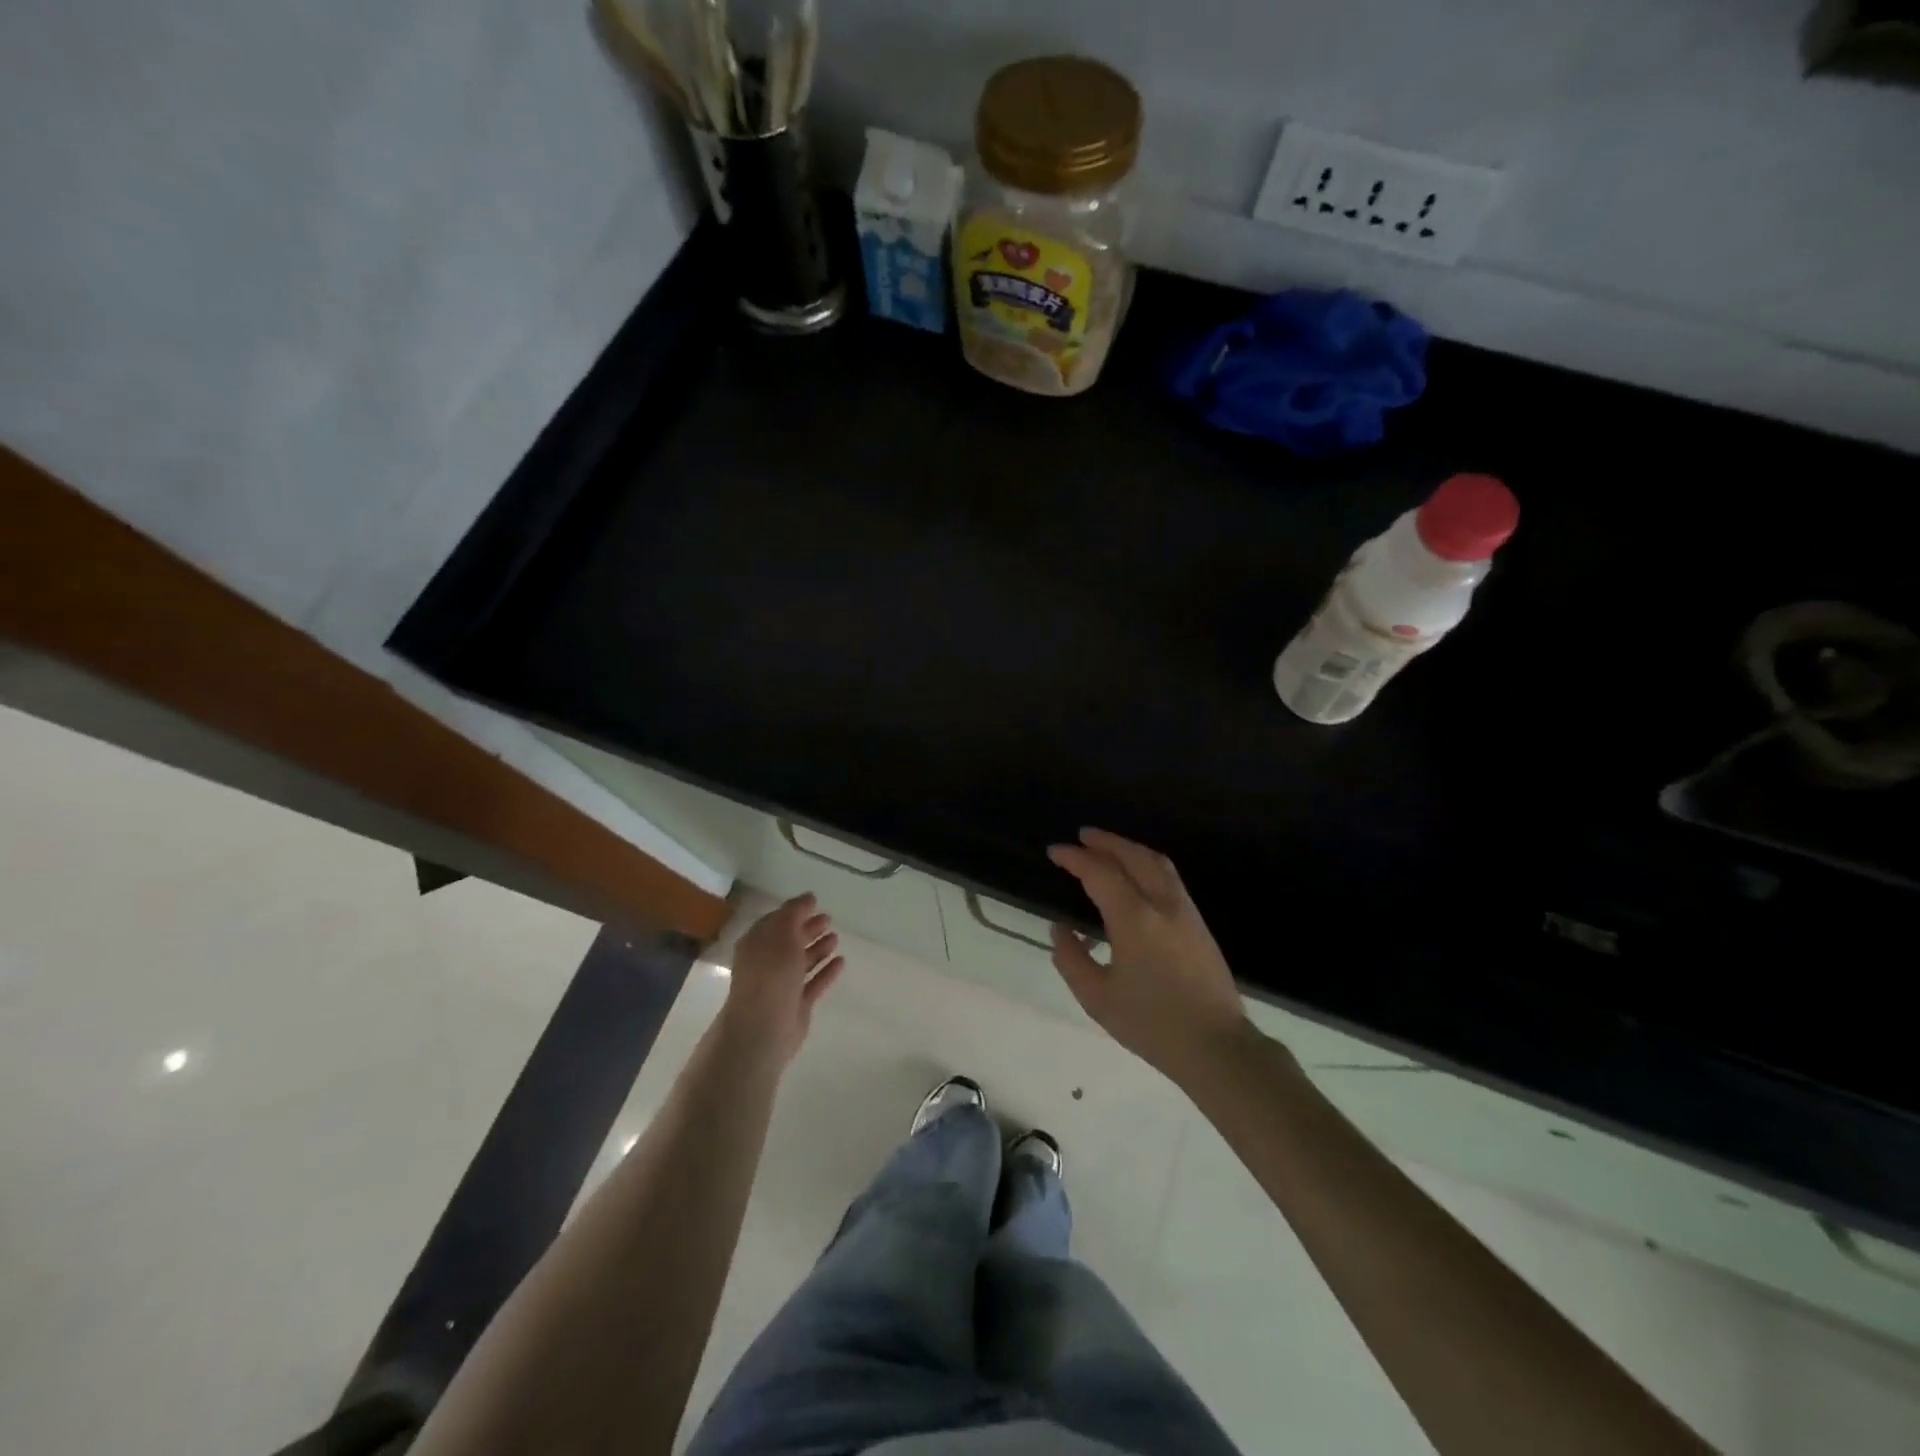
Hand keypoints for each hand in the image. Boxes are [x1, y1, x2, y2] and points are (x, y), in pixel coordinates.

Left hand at [721, 894, 844, 1067]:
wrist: (764, 1028)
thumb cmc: (770, 974)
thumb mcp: (782, 934)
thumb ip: (795, 913)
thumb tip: (808, 897)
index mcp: (756, 944)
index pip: (775, 921)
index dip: (794, 911)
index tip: (815, 901)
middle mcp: (767, 963)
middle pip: (790, 941)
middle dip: (808, 928)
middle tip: (828, 918)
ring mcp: (782, 985)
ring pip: (802, 962)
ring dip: (819, 948)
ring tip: (836, 937)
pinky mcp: (796, 1004)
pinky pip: (814, 982)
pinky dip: (826, 971)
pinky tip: (841, 961)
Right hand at [1048, 829, 1250, 1085]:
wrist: (1216, 1046)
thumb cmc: (1152, 1024)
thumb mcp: (1098, 998)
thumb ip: (1072, 959)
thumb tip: (1061, 929)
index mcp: (1134, 919)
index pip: (1100, 873)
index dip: (1075, 859)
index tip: (1055, 852)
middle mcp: (1162, 904)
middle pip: (1133, 856)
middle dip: (1105, 842)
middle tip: (1082, 836)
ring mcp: (1185, 910)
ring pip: (1156, 862)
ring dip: (1129, 848)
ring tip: (1107, 847)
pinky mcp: (1198, 922)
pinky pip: (1169, 876)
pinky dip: (1146, 863)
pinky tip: (1136, 874)